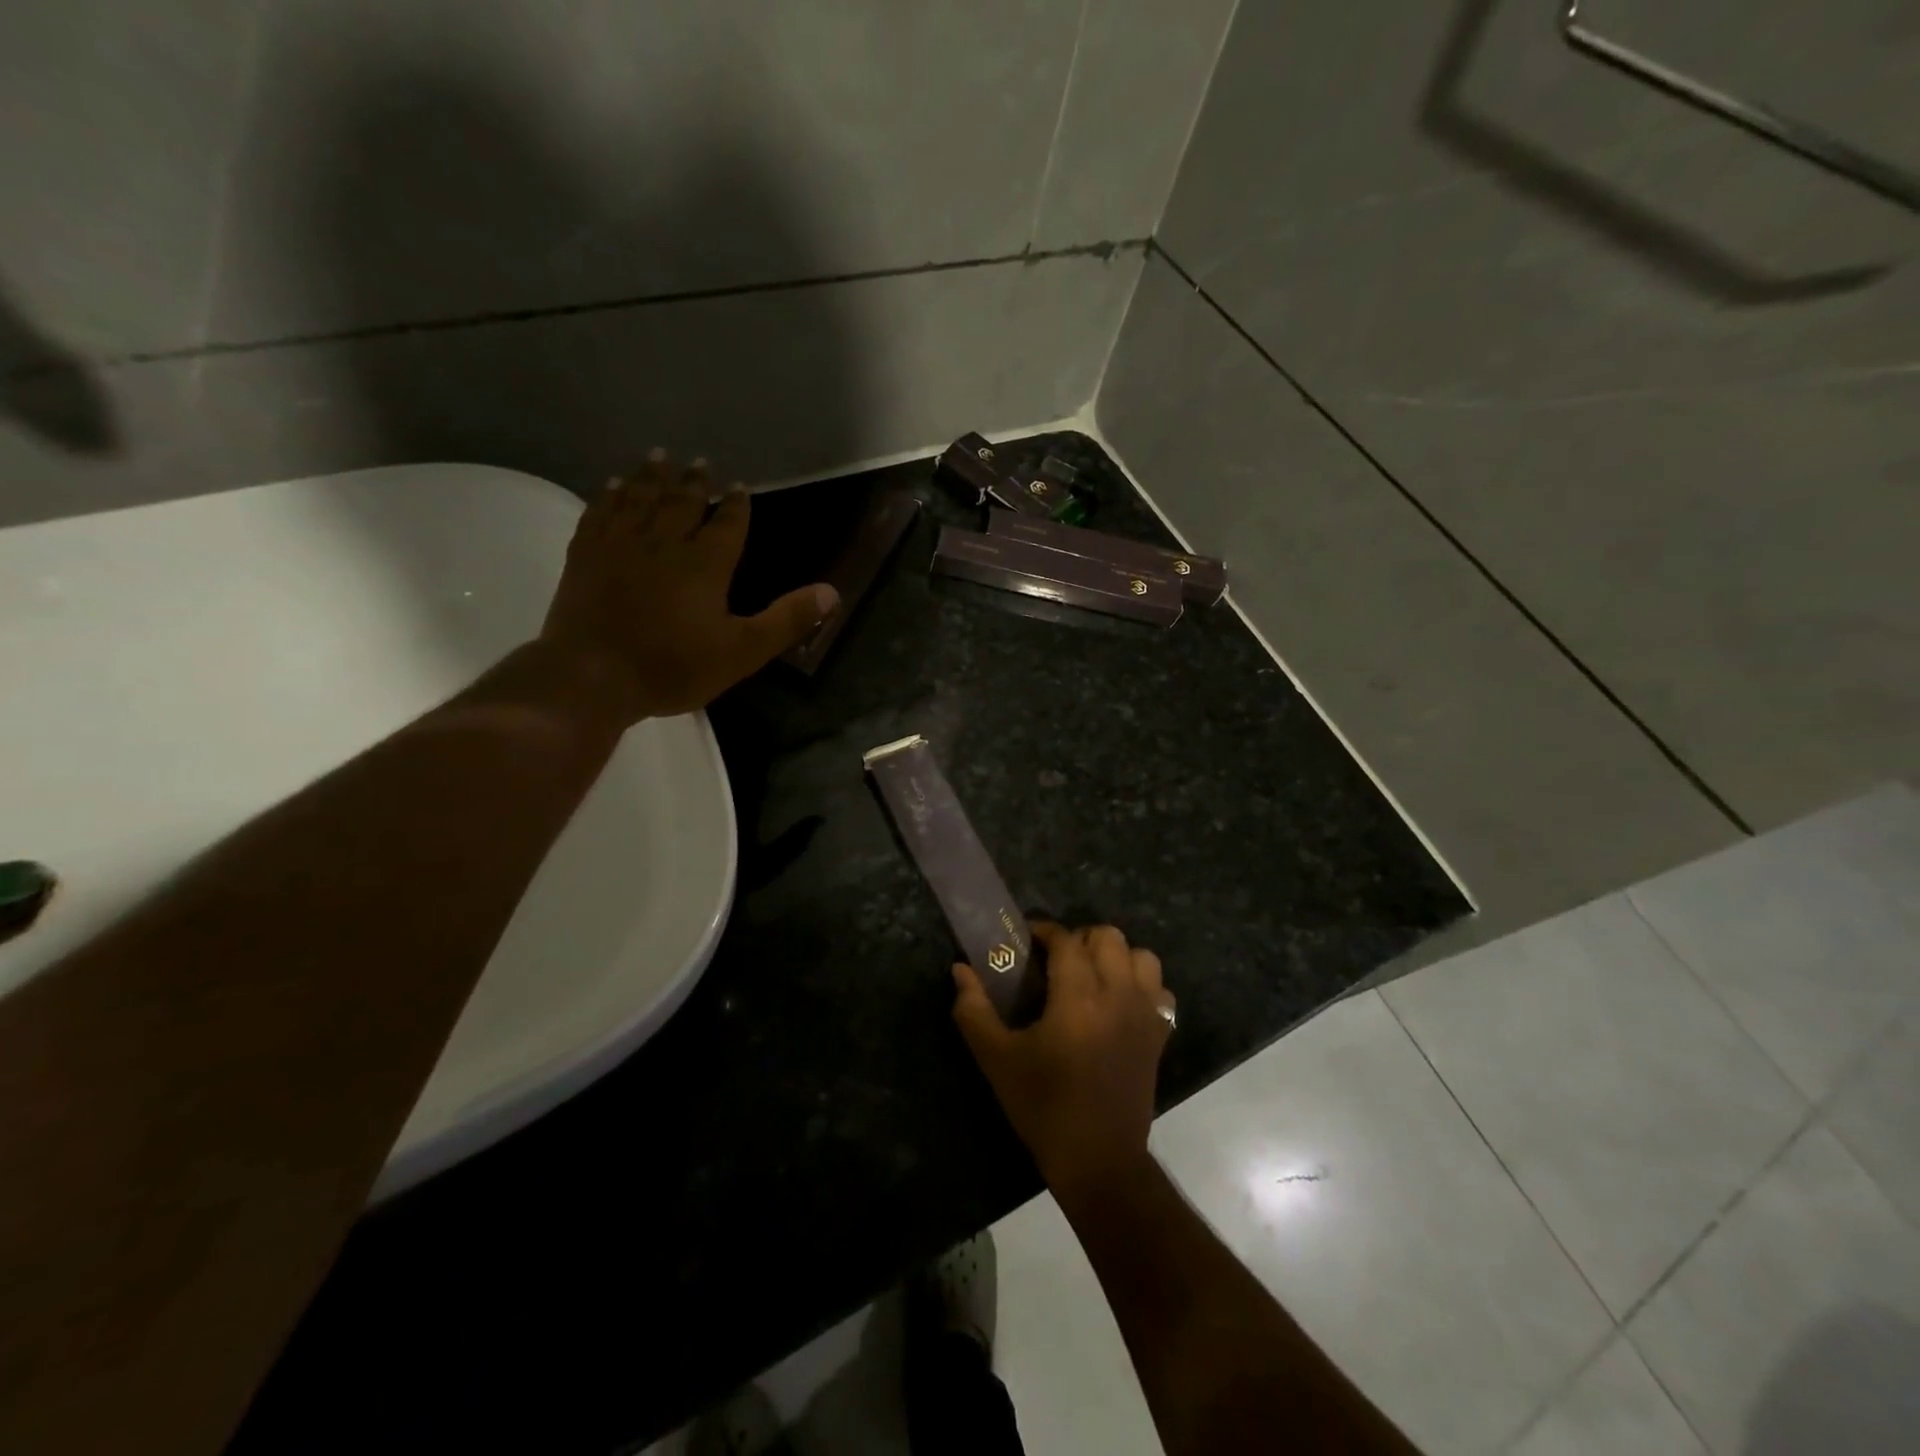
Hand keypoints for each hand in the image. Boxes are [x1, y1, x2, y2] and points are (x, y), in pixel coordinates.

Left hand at [538, 451, 837, 723]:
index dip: (736, 505)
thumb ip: (787, 620)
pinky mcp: (585, 556)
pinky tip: (611, 486)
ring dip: (651, 477)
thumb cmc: (673, 667)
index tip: (740, 486)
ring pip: (639, 500)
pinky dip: (608, 496)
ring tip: (659, 457)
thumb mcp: (743, 651)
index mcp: (705, 564)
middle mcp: (663, 543)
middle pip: (681, 503)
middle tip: (700, 462)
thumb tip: (831, 592)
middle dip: (693, 482)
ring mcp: (619, 546)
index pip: (726, 524)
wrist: (593, 677)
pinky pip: (599, 514)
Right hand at [952, 922, 1174, 1202]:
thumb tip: (960, 969)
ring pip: (1141, 956)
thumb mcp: (997, 1060)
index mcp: (1078, 997)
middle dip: (1080, 938)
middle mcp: (1118, 994)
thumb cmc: (1043, 1107)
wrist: (1097, 1160)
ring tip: (1091, 975)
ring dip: (1115, 956)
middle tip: (1056, 959)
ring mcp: (1145, 1014)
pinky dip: (1142, 984)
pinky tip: (1119, 1002)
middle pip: (1108, 936)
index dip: (1044, 931)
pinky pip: (1160, 989)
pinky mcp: (1160, 1034)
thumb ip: (974, 1010)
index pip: (1066, 940)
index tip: (1026, 939)